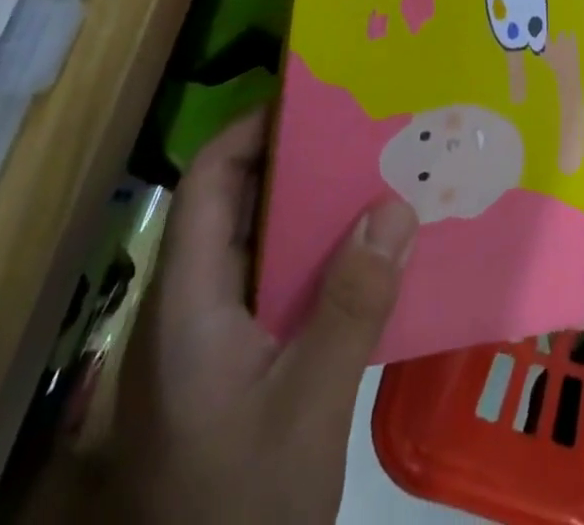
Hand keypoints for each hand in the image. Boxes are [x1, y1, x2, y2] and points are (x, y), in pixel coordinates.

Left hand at [105, 110, 417, 523]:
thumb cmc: (239, 507)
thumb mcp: (306, 409)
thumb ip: (351, 306)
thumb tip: (397, 205)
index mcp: (187, 303)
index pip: (207, 183)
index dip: (252, 130)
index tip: (313, 99)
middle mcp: (189, 308)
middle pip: (234, 207)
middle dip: (295, 163)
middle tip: (362, 132)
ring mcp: (207, 342)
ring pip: (258, 248)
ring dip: (312, 213)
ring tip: (374, 180)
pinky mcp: (230, 369)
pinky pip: (273, 288)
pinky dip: (315, 261)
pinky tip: (364, 260)